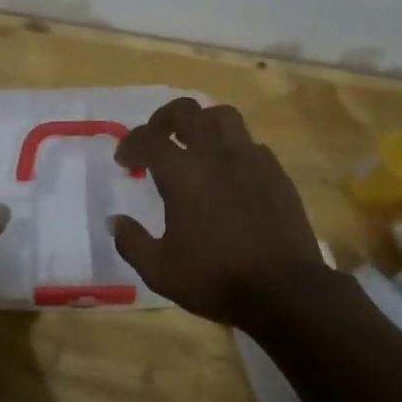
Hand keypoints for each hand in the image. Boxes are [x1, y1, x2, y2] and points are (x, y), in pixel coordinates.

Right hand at [111, 98, 328, 326]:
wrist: (286, 291)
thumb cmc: (216, 278)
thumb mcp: (160, 270)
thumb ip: (132, 242)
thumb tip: (115, 221)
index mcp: (182, 172)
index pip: (148, 138)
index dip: (130, 144)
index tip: (124, 161)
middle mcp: (215, 154)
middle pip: (186, 111)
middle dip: (163, 119)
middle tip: (156, 139)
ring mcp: (250, 159)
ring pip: (223, 116)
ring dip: (202, 123)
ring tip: (194, 144)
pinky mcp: (276, 173)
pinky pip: (250, 143)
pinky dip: (232, 148)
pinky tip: (229, 171)